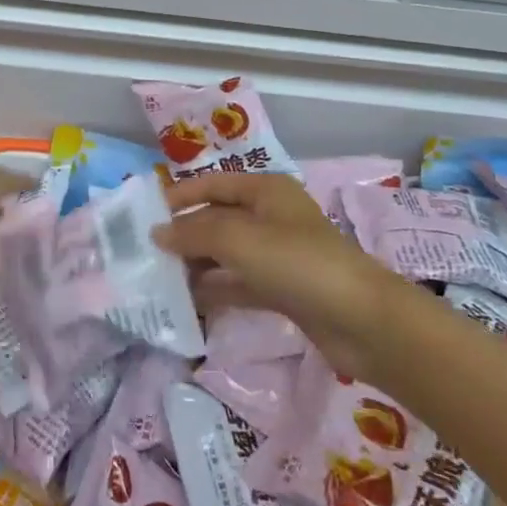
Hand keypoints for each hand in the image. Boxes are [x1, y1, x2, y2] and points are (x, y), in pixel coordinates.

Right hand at [157, 173, 403, 374]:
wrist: (362, 320)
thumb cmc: (297, 263)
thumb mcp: (238, 239)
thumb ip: (193, 233)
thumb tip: (157, 233)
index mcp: (265, 191)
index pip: (213, 185)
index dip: (179, 196)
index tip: (144, 214)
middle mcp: (271, 217)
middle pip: (218, 219)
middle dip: (184, 234)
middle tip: (145, 253)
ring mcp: (278, 255)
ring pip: (226, 254)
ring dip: (196, 264)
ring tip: (159, 279)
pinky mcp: (284, 289)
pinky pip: (240, 283)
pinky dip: (216, 288)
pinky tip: (188, 301)